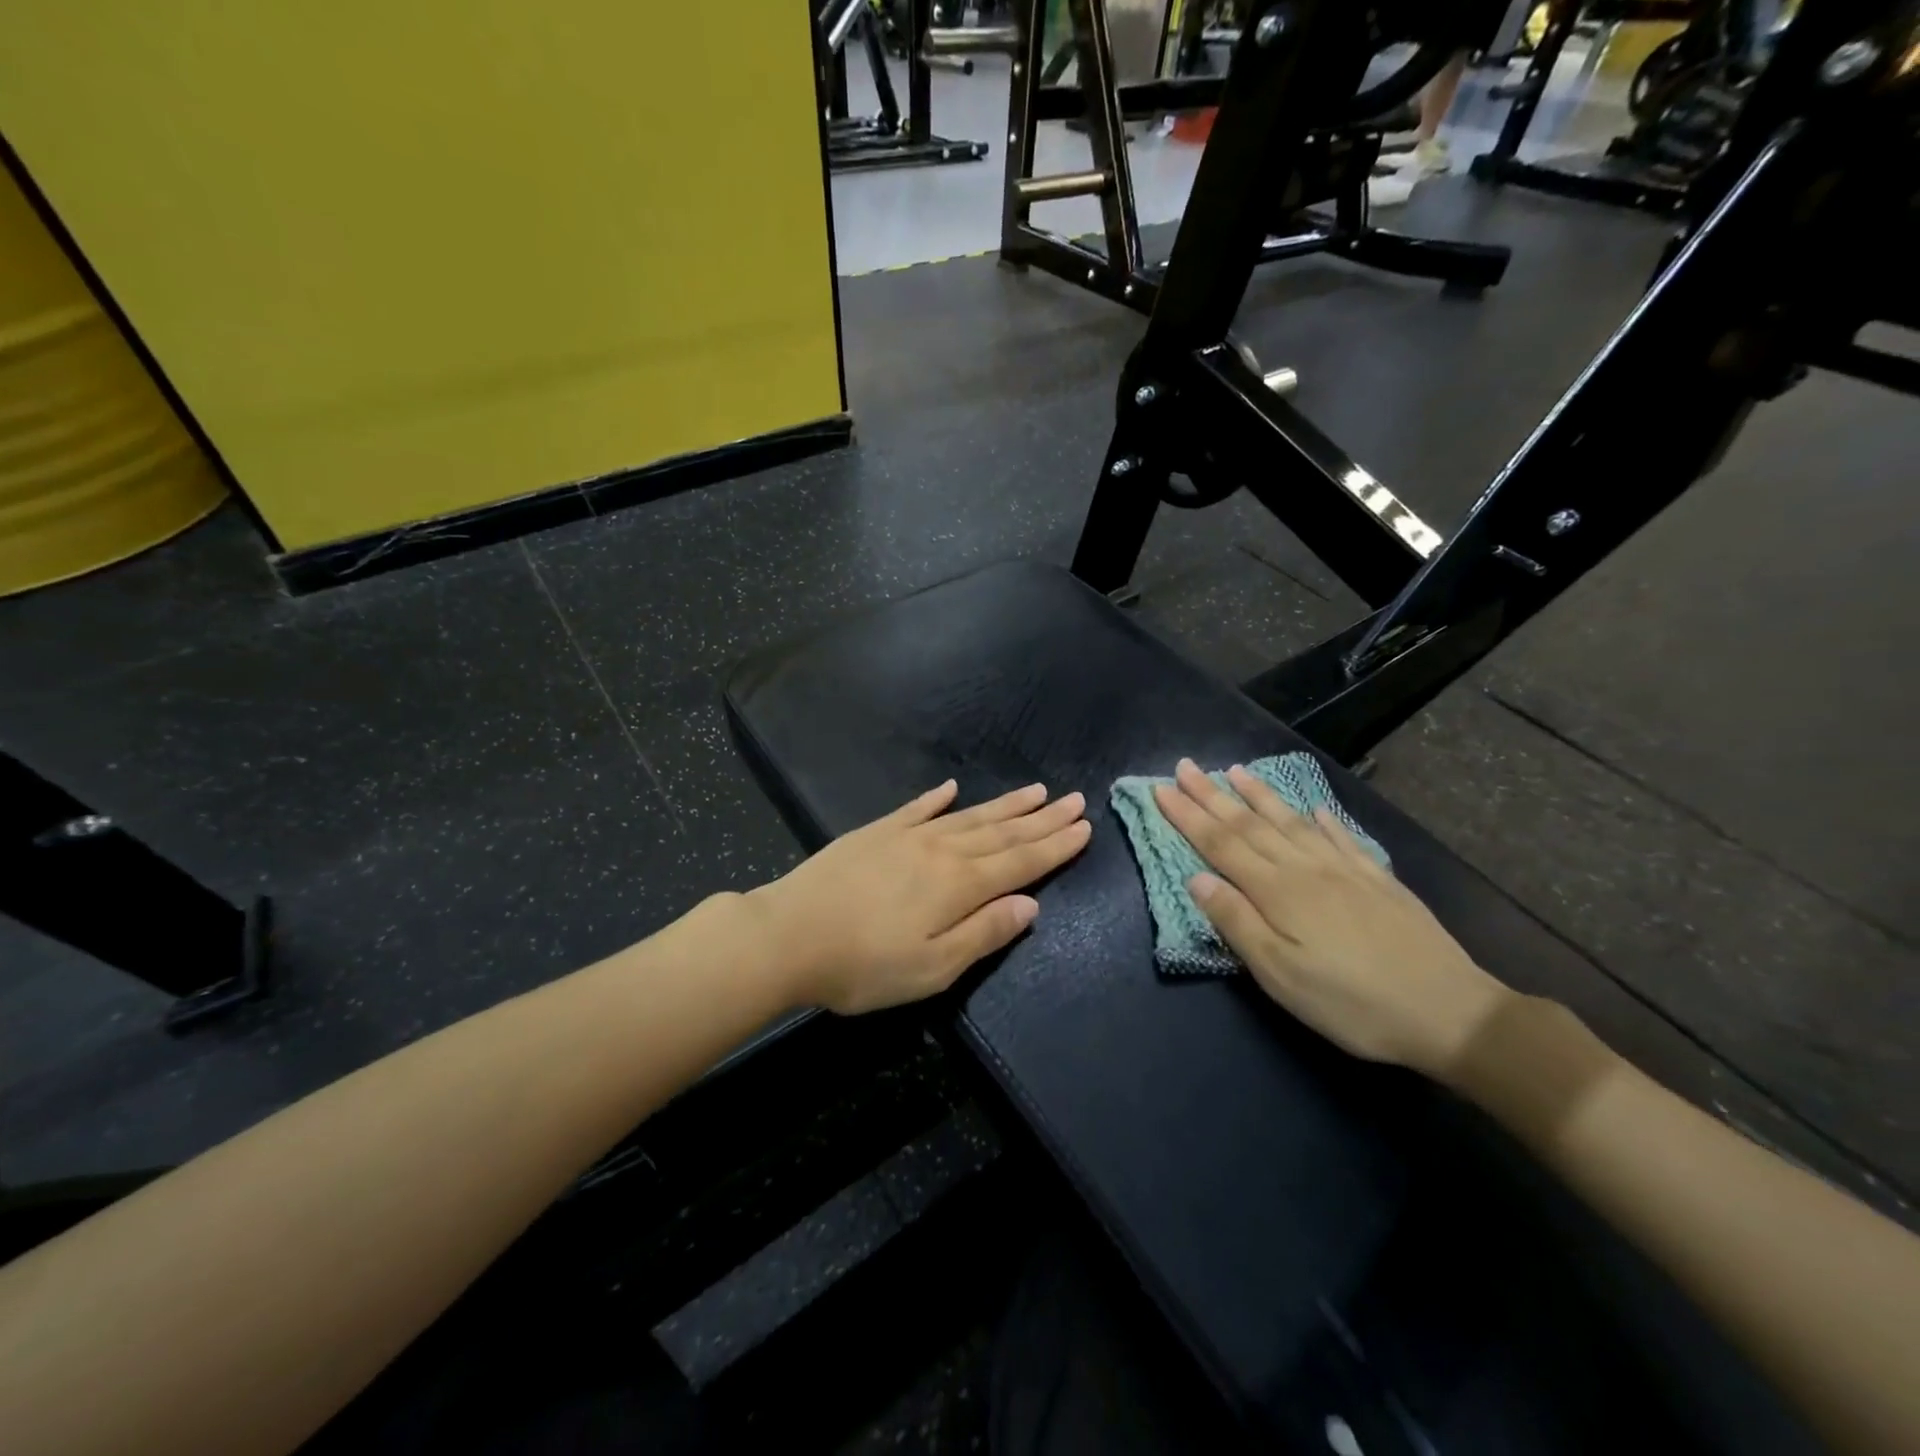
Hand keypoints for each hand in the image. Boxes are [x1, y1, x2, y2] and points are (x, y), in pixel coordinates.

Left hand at [750, 781, 1091, 1014]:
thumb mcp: (933, 968)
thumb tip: (1030, 904)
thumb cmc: (863, 965)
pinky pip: (916, 809)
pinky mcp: (875, 833)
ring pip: (968, 816)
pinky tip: (951, 788)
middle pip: (1002, 832)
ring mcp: (906, 837)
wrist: (788, 935)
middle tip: (1073, 799)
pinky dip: (937, 798)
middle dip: (1041, 818)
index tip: (1084, 826)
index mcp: (960, 885)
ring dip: (1004, 805)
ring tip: (1034, 790)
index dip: (1055, 845)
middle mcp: (941, 851)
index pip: (1020, 860)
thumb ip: (984, 933)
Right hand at [1153, 759, 1509, 1077]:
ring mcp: (1344, 869)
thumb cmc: (1351, 1002)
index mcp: (1277, 890)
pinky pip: (1341, 836)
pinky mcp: (1376, 879)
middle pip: (1249, 824)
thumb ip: (1236, 922)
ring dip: (1259, 795)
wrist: (1448, 1010)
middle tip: (1185, 766)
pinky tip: (1313, 807)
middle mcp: (1305, 868)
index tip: (1161, 789)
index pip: (1220, 843)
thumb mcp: (1280, 974)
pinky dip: (1321, 818)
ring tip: (1234, 770)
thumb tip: (1197, 878)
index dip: (1187, 815)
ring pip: (1290, 821)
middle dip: (1212, 795)